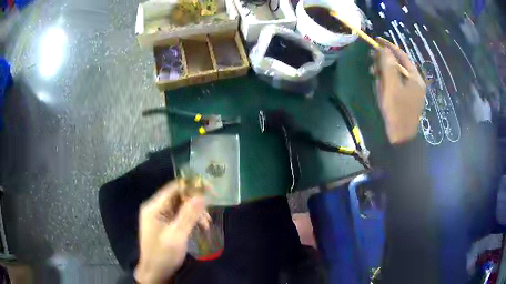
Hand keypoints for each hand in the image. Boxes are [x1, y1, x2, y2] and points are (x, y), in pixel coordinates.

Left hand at [134, 181, 209, 282]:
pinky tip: (199, 228)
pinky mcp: (164, 225)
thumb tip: (201, 195)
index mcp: (154, 207)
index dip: (192, 187)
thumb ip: (188, 215)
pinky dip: (190, 220)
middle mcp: (155, 208)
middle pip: (178, 197)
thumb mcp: (177, 236)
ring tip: (206, 226)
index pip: (174, 188)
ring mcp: (159, 217)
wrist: (155, 273)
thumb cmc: (163, 255)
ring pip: (180, 207)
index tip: (210, 192)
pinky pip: (179, 216)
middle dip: (195, 204)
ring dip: (194, 214)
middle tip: (208, 217)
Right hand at [373, 37, 425, 143]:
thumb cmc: (396, 110)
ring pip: (397, 73)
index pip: (401, 55)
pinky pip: (397, 84)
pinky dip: (388, 80)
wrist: (400, 138)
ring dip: (385, 70)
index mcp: (415, 77)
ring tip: (372, 72)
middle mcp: (416, 82)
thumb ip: (388, 65)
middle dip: (385, 59)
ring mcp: (412, 91)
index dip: (388, 45)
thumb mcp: (391, 86)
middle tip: (371, 57)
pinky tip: (380, 83)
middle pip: (399, 64)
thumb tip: (384, 48)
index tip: (376, 39)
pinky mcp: (408, 99)